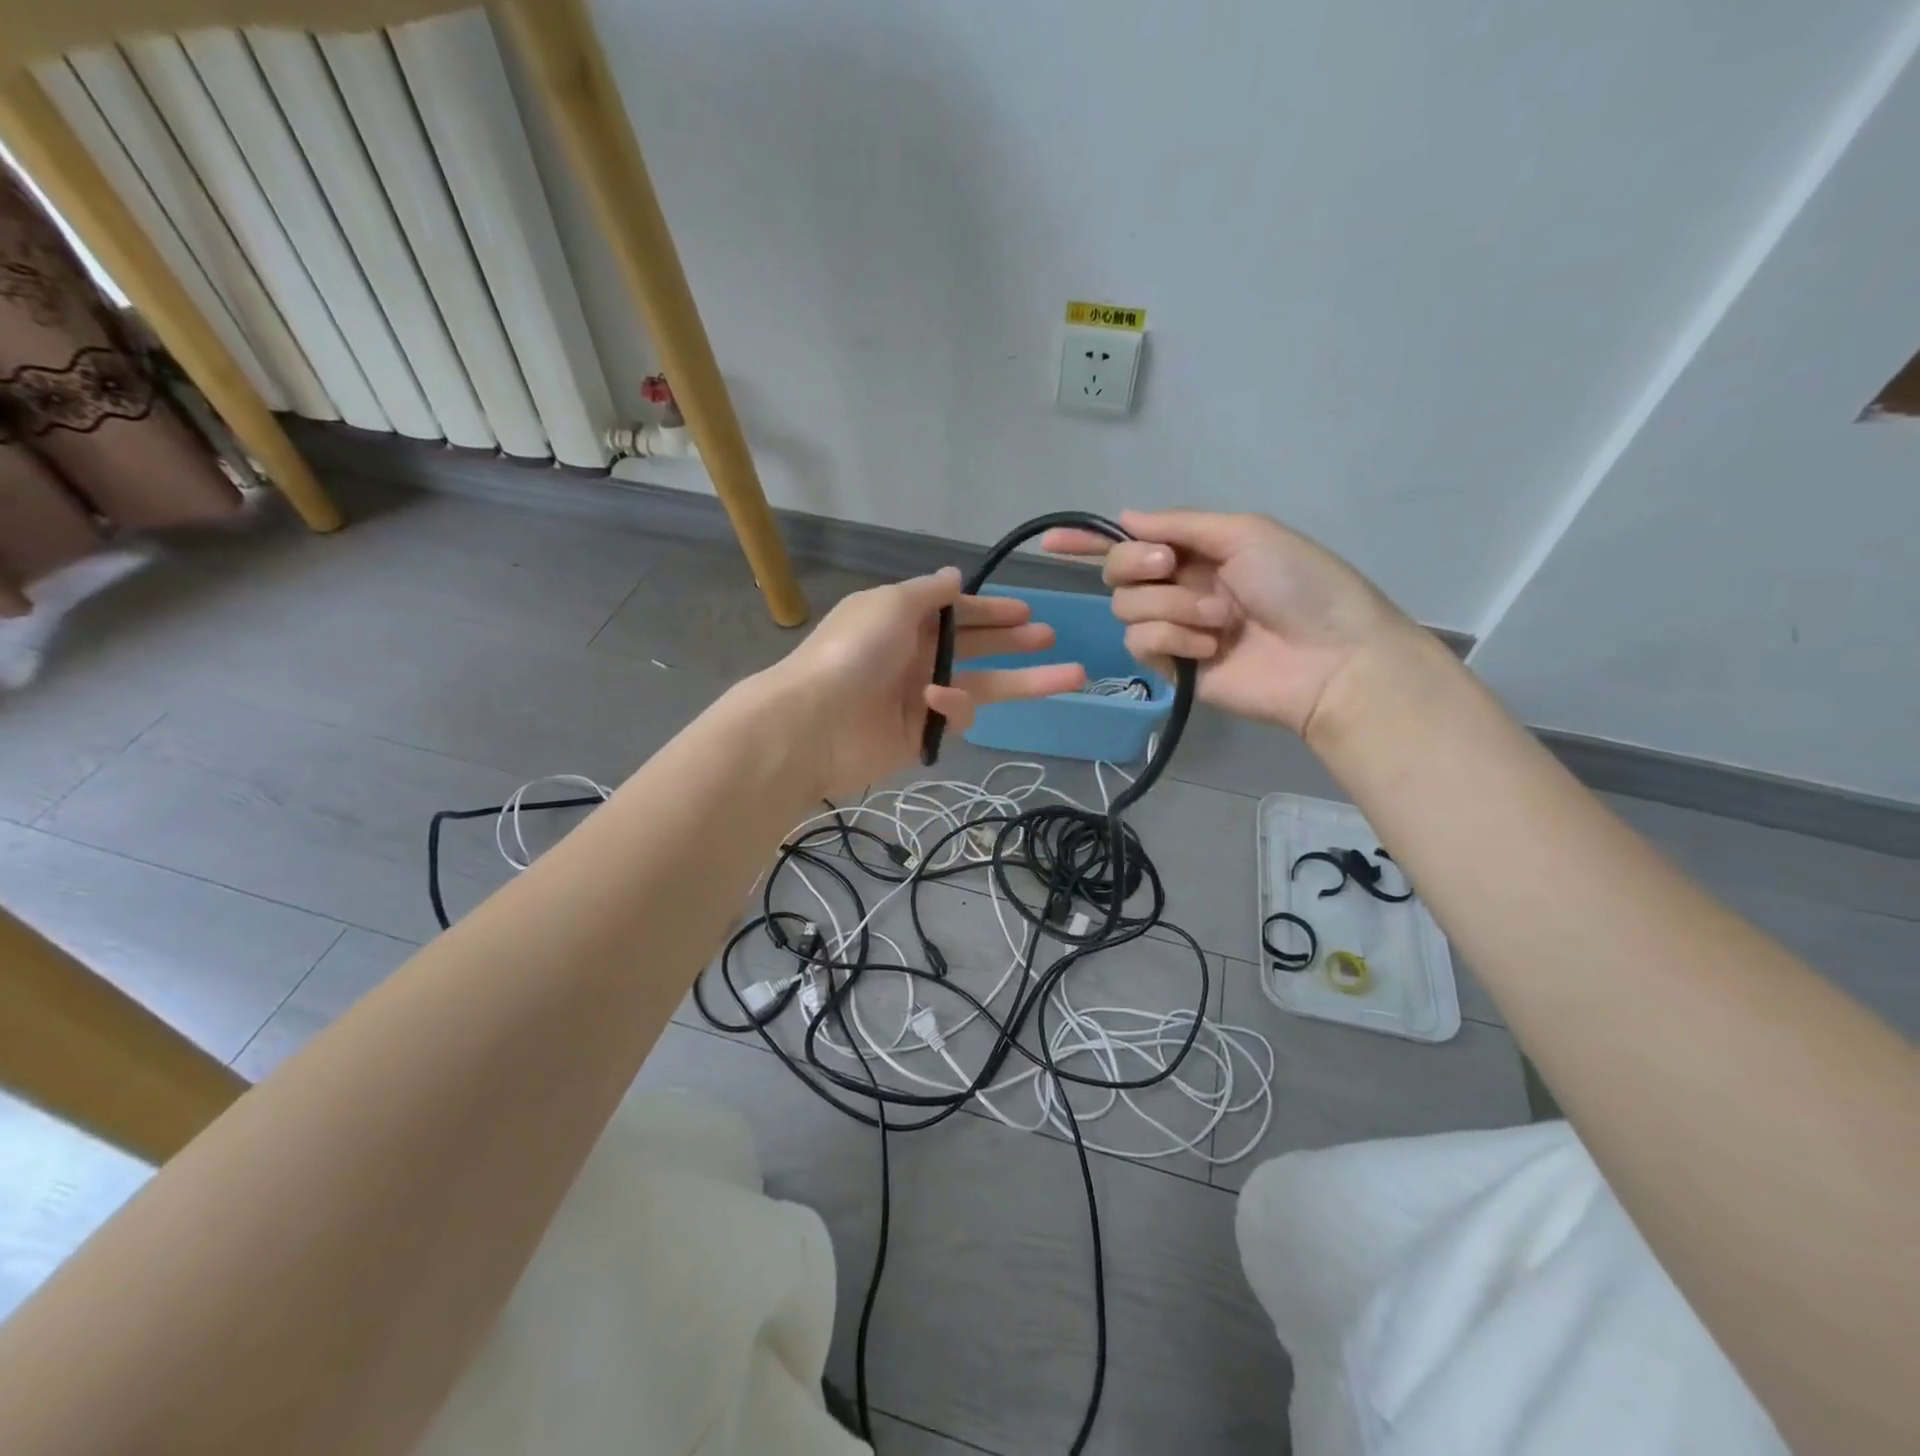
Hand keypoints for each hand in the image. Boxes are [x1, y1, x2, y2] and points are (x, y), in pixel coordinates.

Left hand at [764, 567, 1085, 795]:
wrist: (814, 723)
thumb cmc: (853, 651)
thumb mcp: (891, 604)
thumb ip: (929, 592)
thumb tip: (955, 575)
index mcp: (904, 619)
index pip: (956, 612)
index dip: (990, 611)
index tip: (1025, 612)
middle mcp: (914, 654)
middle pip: (974, 646)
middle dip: (1012, 641)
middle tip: (1050, 637)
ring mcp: (920, 695)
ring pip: (982, 684)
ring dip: (1023, 680)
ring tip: (1070, 675)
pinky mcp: (922, 732)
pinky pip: (955, 715)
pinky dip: (953, 706)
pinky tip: (939, 700)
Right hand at [1041, 510, 1411, 736]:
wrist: (1330, 657)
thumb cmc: (1300, 585)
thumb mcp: (1245, 533)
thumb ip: (1179, 525)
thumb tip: (1124, 516)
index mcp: (1197, 551)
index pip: (1131, 542)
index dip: (1089, 541)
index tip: (1051, 542)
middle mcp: (1178, 586)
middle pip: (1117, 571)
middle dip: (1137, 565)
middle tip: (1170, 567)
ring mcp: (1174, 628)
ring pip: (1126, 608)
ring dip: (1171, 606)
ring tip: (1219, 620)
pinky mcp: (1172, 667)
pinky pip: (1142, 642)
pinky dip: (1173, 639)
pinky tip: (1209, 647)